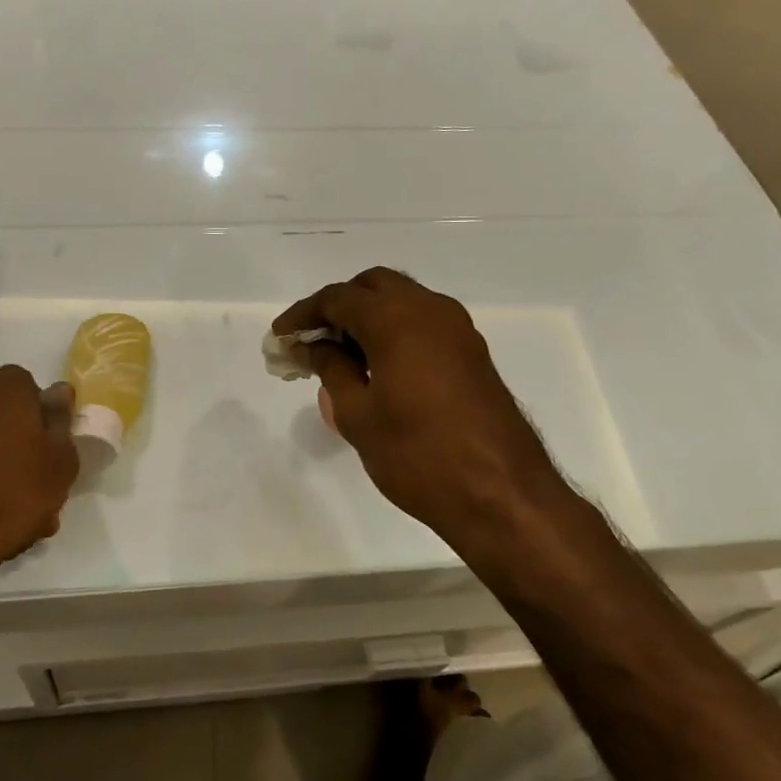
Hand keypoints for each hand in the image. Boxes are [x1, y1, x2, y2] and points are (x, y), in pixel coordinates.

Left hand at [0, 365, 79, 588]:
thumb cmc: (8, 492)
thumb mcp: (59, 465)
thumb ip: (61, 426)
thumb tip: (58, 394)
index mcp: (6, 389)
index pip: (28, 389)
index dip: (41, 418)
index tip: (49, 451)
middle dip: (13, 444)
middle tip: (30, 488)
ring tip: (4, 516)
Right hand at [274, 269, 564, 554]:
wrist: (501, 494)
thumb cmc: (418, 455)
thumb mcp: (358, 415)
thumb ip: (331, 369)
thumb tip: (315, 347)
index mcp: (396, 318)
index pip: (337, 298)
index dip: (303, 315)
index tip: (280, 337)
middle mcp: (429, 310)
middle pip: (373, 286)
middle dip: (338, 306)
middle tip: (312, 341)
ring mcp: (457, 329)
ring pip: (402, 301)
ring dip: (368, 316)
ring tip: (340, 356)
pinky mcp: (472, 352)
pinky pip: (423, 322)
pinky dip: (394, 330)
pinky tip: (378, 367)